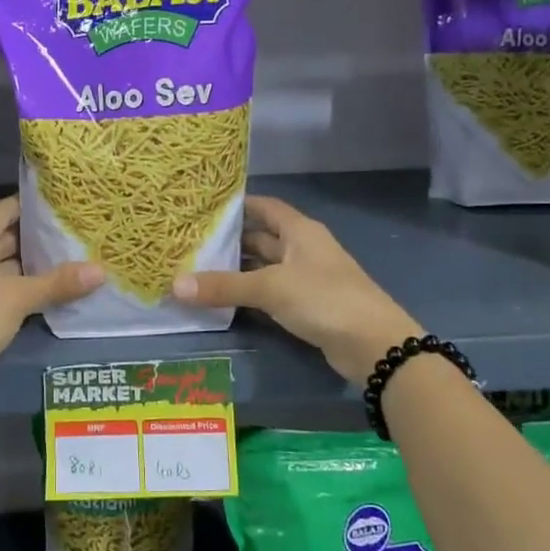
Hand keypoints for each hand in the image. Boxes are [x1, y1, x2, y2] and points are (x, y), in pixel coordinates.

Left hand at [0, 196, 102, 393]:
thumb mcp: (18, 296)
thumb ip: (58, 282)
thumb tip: (101, 271)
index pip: (2, 211)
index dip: (29, 203)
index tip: (61, 201)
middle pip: (6, 239)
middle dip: (38, 237)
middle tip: (76, 231)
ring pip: (8, 268)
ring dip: (35, 266)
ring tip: (74, 258)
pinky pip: (7, 292)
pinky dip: (28, 290)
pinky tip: (56, 291)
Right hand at [171, 195, 420, 383]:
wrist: (374, 345)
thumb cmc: (324, 299)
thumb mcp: (271, 288)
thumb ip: (224, 286)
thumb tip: (175, 285)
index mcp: (300, 231)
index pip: (265, 207)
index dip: (238, 205)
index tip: (204, 207)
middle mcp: (303, 249)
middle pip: (262, 238)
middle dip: (230, 240)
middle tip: (192, 242)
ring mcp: (307, 278)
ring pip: (265, 267)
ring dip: (238, 269)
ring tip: (199, 270)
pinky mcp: (307, 306)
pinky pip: (271, 292)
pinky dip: (249, 293)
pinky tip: (225, 299)